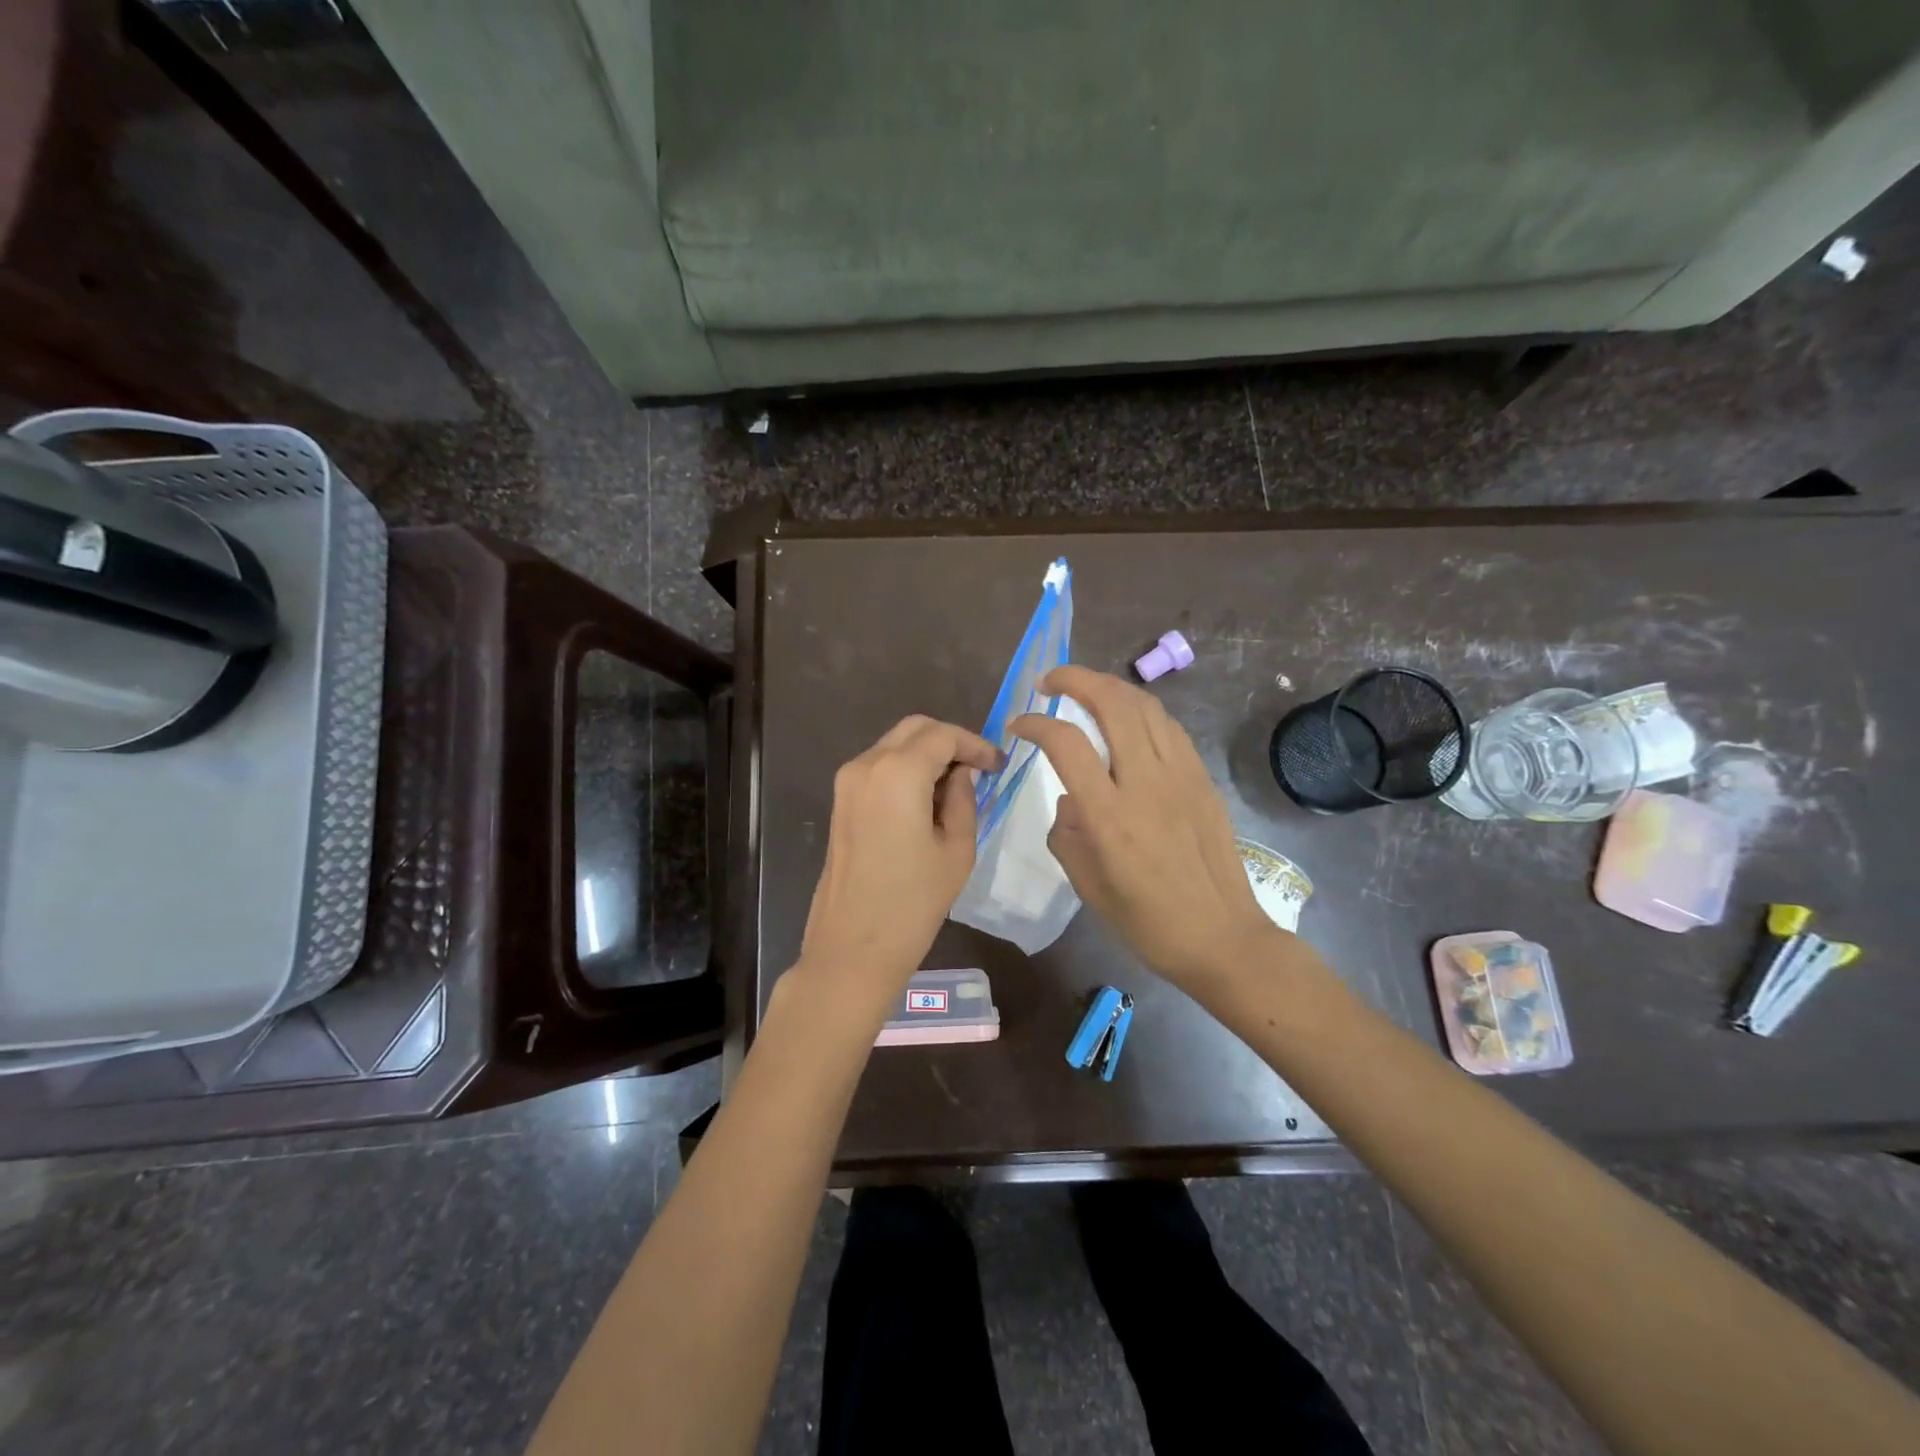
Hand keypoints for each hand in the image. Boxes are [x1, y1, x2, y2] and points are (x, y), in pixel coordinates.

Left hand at [797, 715, 1001, 1012]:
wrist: (852, 948)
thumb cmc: (913, 902)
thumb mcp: (956, 849)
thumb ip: (963, 798)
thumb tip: (962, 773)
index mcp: (898, 772)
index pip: (943, 736)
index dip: (975, 744)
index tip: (998, 765)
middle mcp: (866, 765)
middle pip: (914, 730)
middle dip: (950, 741)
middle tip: (980, 769)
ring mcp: (847, 783)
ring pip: (894, 745)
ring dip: (927, 754)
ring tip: (957, 786)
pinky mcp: (840, 802)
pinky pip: (879, 767)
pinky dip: (906, 769)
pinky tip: (928, 798)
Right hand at [1011, 666, 1281, 993]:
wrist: (1221, 937)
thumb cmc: (1146, 921)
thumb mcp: (1086, 884)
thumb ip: (1067, 832)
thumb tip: (1070, 798)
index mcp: (1110, 815)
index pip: (1066, 743)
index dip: (1036, 723)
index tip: (1019, 724)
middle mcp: (1146, 783)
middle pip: (1113, 703)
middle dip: (1076, 679)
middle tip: (1050, 681)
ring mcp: (1181, 776)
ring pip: (1146, 706)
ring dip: (1110, 687)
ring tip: (1086, 691)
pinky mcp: (1202, 779)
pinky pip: (1169, 728)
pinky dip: (1141, 711)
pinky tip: (1128, 721)